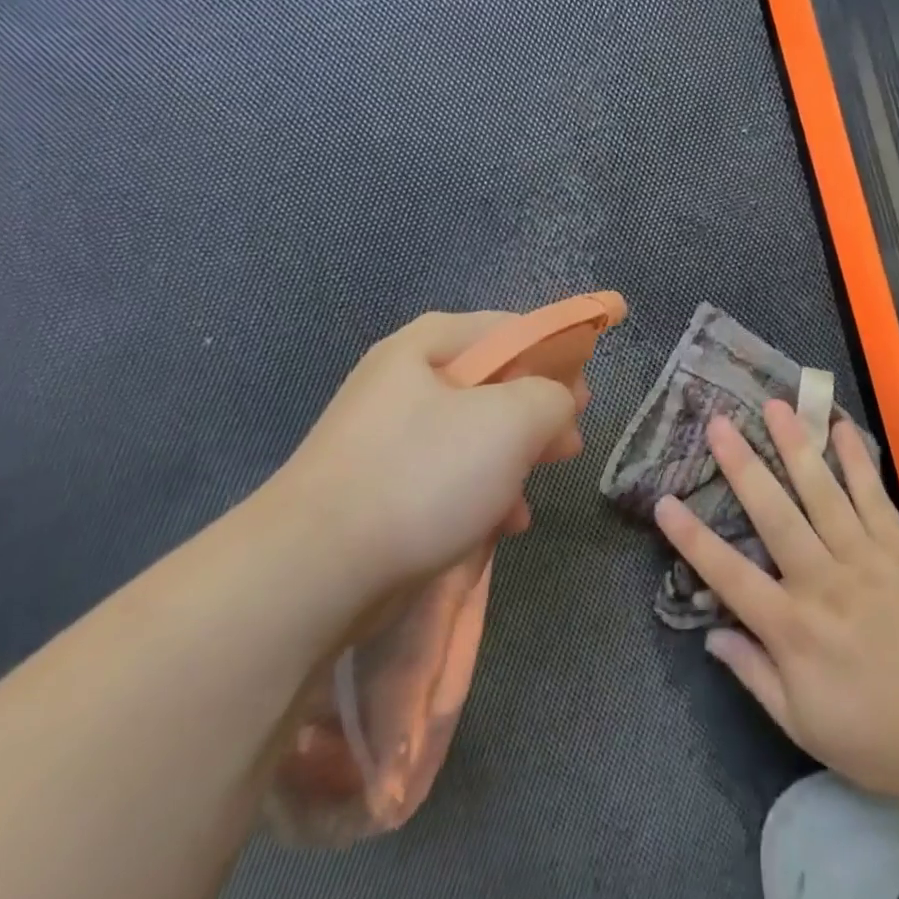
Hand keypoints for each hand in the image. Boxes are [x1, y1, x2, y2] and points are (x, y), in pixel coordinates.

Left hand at [267, 311, 586, 600]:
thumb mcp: (511, 421)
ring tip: (533, 492)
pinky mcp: (378, 487)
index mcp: (427, 346)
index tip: (583, 394)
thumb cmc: (423, 475)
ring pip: (470, 435)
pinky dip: (478, 494)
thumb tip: (558, 400)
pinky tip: (501, 525)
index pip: (509, 328)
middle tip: (568, 443)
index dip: (555, 354)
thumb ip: (551, 396)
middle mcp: (402, 380)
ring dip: (511, 461)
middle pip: (490, 383)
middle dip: (535, 415)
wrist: (315, 569)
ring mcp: (385, 436)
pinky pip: (444, 476)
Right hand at [655, 402, 898, 807]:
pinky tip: (841, 427)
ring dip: (796, 446)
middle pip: (775, 514)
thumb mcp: (803, 724)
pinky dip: (857, 461)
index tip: (663, 501)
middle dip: (743, 465)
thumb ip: (754, 674)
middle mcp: (822, 581)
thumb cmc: (877, 735)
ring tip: (776, 406)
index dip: (692, 538)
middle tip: (719, 423)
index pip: (729, 574)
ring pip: (823, 493)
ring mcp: (864, 559)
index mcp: (791, 627)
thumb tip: (712, 635)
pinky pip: (875, 497)